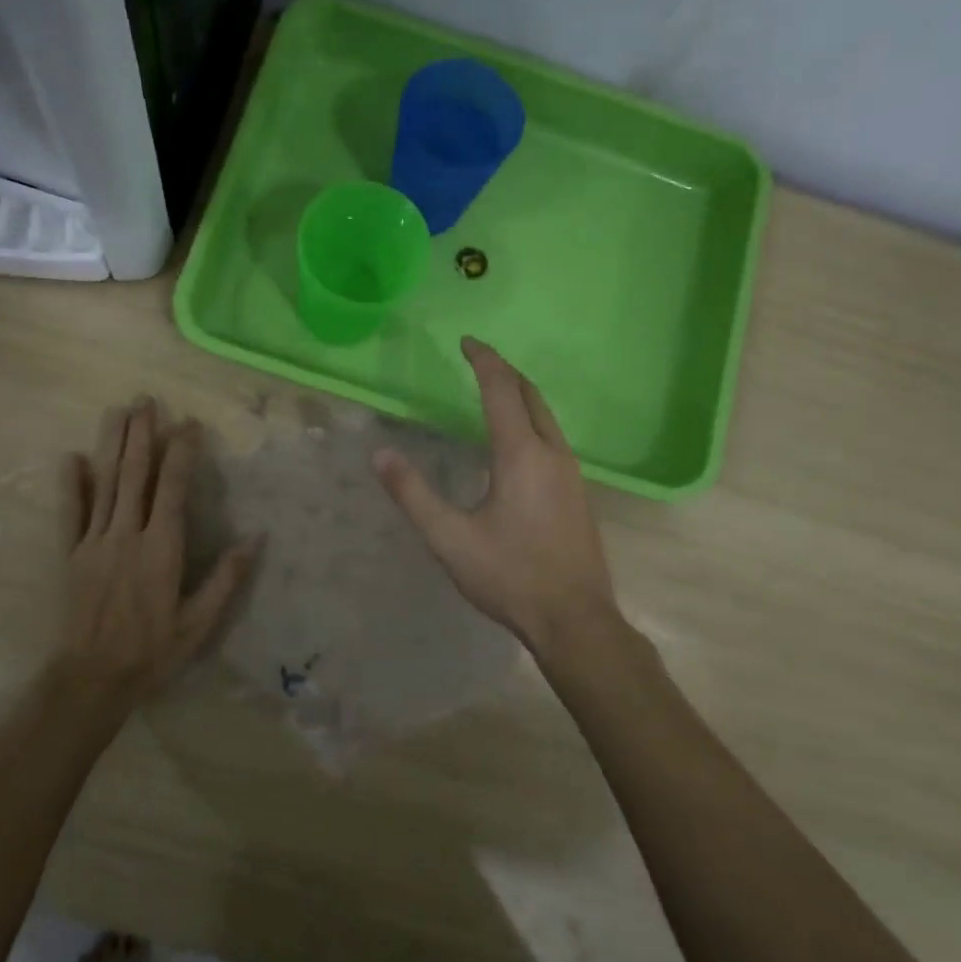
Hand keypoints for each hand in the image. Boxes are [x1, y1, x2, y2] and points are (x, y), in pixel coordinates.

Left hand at [55, 398, 260, 709]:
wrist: (91, 679)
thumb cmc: (152, 651)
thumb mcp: (200, 623)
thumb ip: (227, 578)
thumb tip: (256, 538)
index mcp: (160, 548)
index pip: (172, 487)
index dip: (181, 452)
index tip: (189, 423)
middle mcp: (126, 535)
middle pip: (134, 474)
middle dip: (141, 434)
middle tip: (146, 399)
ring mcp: (94, 542)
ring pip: (104, 483)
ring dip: (111, 444)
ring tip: (117, 411)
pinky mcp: (70, 555)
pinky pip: (70, 513)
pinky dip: (71, 484)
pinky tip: (71, 457)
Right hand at [372, 338, 619, 657]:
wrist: (575, 620)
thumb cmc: (510, 576)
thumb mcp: (450, 539)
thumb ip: (413, 495)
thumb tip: (380, 456)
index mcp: (521, 455)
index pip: (501, 390)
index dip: (484, 360)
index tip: (466, 341)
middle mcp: (552, 453)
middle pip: (531, 395)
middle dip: (505, 371)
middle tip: (479, 359)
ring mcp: (572, 473)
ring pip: (547, 417)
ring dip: (521, 395)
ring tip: (495, 392)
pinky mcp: (579, 493)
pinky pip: (554, 438)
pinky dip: (532, 420)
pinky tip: (518, 442)